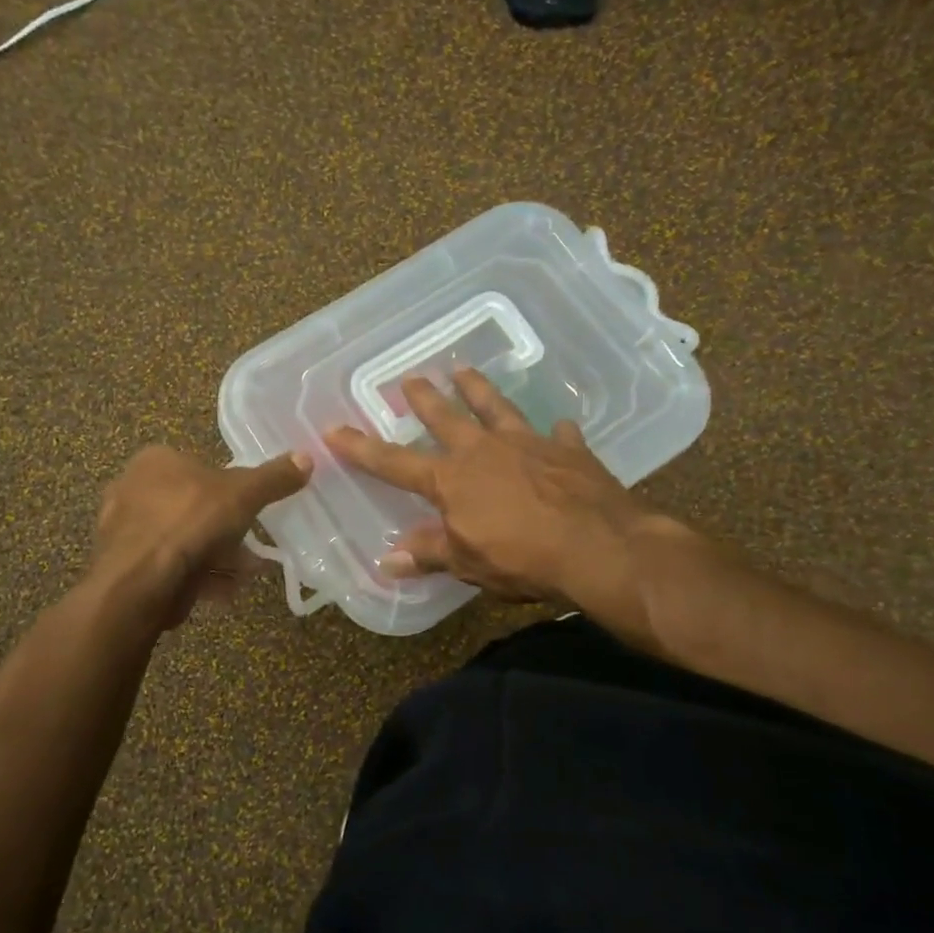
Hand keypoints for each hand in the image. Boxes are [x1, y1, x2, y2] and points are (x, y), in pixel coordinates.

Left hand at [91, 446, 313, 629]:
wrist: (140, 582)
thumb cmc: (190, 521)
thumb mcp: (243, 494)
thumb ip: (274, 478)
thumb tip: (307, 458)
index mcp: (154, 461)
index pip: (197, 466)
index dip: (228, 489)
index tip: (250, 511)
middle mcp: (133, 490)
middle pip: (192, 507)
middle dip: (225, 531)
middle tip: (251, 549)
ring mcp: (126, 531)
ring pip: (183, 541)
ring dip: (216, 558)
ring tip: (244, 575)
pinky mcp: (126, 568)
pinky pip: (170, 568)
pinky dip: (196, 577)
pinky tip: (221, 592)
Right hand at [324, 369, 690, 615]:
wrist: (599, 547)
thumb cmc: (522, 559)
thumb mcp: (467, 563)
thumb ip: (428, 554)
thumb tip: (387, 561)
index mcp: (452, 479)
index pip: (394, 463)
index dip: (362, 449)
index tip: (334, 429)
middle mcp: (484, 451)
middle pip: (446, 418)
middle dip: (424, 399)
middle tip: (411, 378)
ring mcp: (528, 444)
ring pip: (496, 408)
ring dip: (478, 389)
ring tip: (464, 369)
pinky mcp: (569, 451)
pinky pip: (558, 435)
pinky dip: (555, 431)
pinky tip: (558, 425)